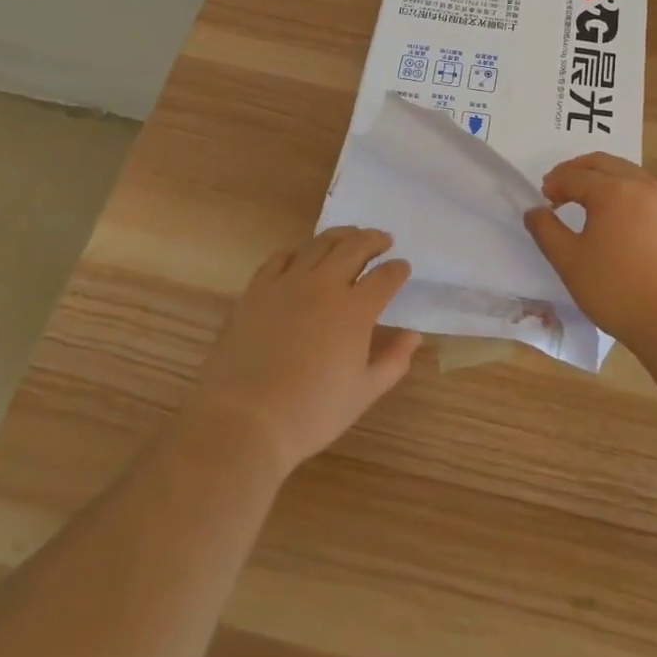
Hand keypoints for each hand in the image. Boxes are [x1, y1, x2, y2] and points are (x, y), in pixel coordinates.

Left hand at [186, 228, 421, 473]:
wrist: (243, 420)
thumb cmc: (310, 413)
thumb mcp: (363, 394)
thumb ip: (393, 361)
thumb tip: (413, 335)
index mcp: (355, 310)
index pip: (385, 278)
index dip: (398, 270)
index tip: (403, 267)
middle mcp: (324, 285)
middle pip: (355, 247)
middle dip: (374, 240)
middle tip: (383, 240)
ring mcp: (288, 283)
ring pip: (319, 244)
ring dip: (341, 236)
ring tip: (350, 236)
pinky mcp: (257, 289)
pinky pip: (280, 257)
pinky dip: (297, 251)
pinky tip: (301, 256)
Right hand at [524, 153, 656, 353]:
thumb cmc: (618, 289)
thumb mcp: (570, 262)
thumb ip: (547, 232)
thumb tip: (534, 211)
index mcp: (612, 190)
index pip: (574, 175)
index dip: (554, 184)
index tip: (543, 200)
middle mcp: (641, 185)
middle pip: (603, 163)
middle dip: (578, 170)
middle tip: (560, 187)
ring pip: (628, 173)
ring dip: (603, 178)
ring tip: (588, 200)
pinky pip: (645, 192)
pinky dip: (625, 192)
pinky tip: (618, 219)